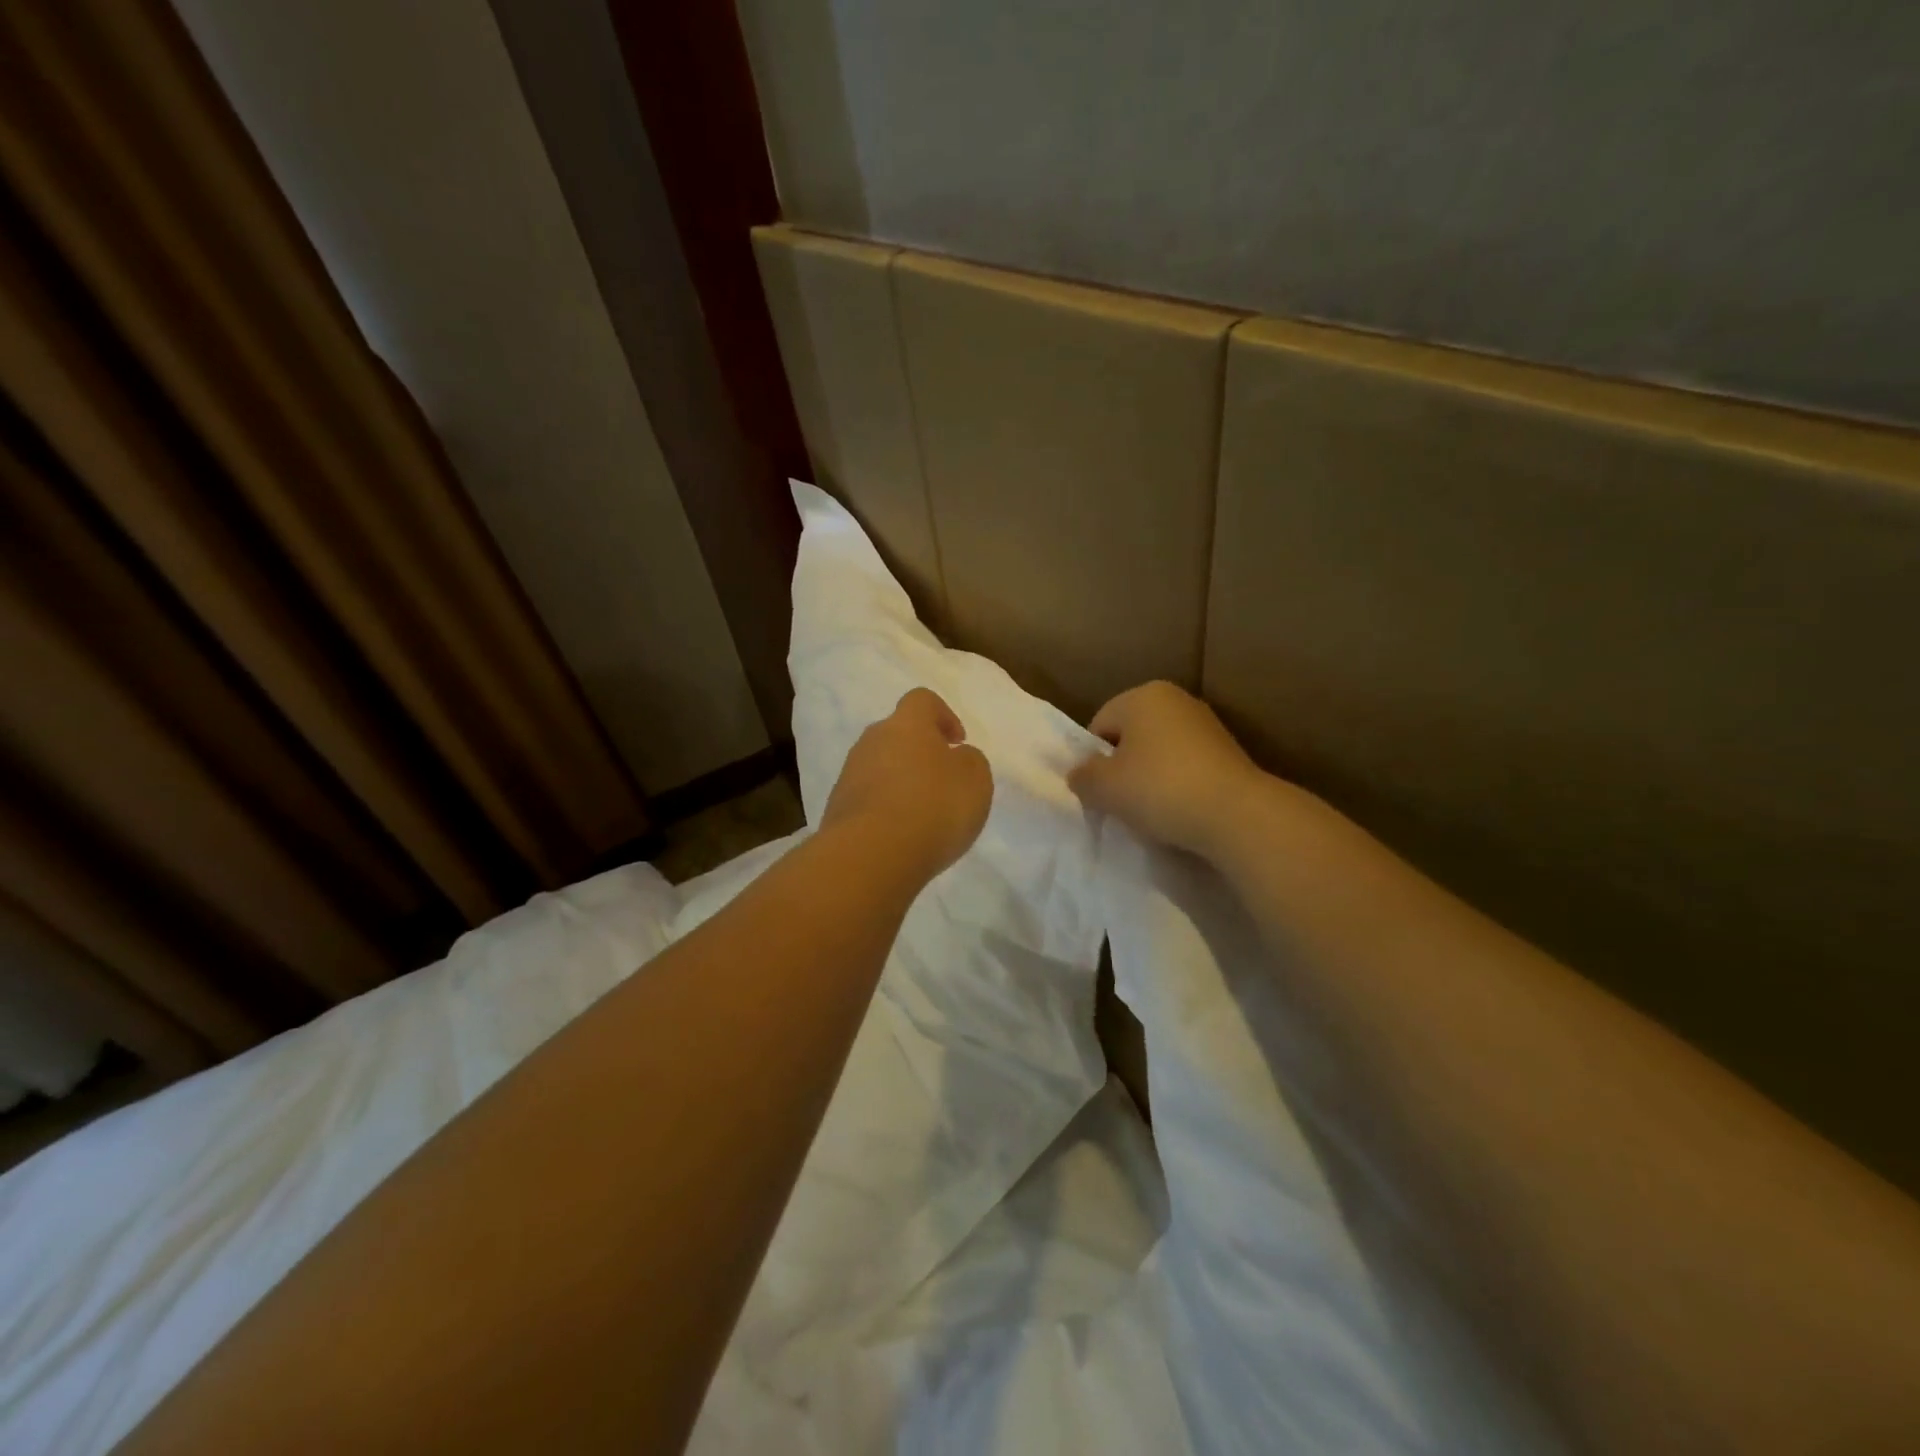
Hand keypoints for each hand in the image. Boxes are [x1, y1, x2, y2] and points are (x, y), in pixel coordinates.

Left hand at [822, 687, 993, 880]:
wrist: (870, 855)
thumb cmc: (933, 808)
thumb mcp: (975, 780)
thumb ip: (970, 761)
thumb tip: (956, 757)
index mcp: (907, 724)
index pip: (922, 700)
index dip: (943, 716)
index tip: (958, 742)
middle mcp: (872, 741)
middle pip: (897, 734)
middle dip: (919, 752)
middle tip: (941, 781)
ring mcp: (850, 774)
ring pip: (880, 767)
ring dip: (900, 782)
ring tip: (922, 816)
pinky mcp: (837, 808)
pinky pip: (867, 798)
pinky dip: (884, 809)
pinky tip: (900, 835)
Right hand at [1068, 681, 1263, 856]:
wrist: (1236, 814)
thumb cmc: (1160, 789)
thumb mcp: (1105, 787)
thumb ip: (1083, 777)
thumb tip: (1079, 774)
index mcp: (1142, 695)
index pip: (1100, 725)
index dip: (1094, 760)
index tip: (1100, 791)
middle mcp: (1176, 699)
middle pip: (1131, 736)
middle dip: (1123, 766)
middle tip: (1122, 801)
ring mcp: (1207, 724)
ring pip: (1160, 752)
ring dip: (1151, 777)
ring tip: (1153, 809)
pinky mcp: (1229, 751)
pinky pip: (1187, 765)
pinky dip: (1178, 784)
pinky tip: (1180, 808)